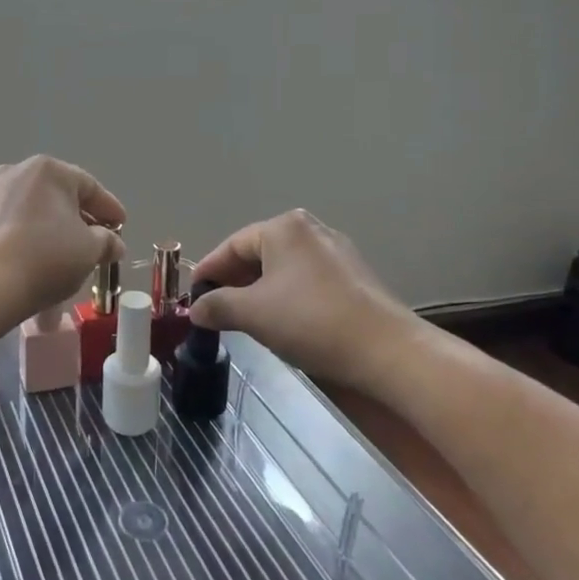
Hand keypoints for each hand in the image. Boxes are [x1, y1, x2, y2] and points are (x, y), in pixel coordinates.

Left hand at [0, 156, 126, 323]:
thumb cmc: (45, 260)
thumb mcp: (89, 251)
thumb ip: (106, 241)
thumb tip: (113, 242)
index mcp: (48, 170)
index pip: (89, 187)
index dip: (109, 208)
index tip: (120, 226)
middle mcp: (14, 171)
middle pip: (54, 194)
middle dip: (74, 217)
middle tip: (90, 241)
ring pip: (24, 207)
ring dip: (41, 224)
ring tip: (52, 251)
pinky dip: (11, 233)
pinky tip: (16, 250)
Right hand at [188, 209, 419, 392]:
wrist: (386, 351)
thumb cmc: (310, 322)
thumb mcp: (252, 314)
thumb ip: (217, 306)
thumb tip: (195, 309)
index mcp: (284, 227)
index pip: (232, 245)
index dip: (209, 271)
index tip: (192, 296)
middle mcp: (310, 229)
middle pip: (258, 253)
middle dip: (234, 281)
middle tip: (214, 309)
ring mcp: (336, 251)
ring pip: (283, 268)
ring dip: (259, 290)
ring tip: (244, 318)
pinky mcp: (354, 277)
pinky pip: (306, 280)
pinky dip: (286, 296)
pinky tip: (282, 321)